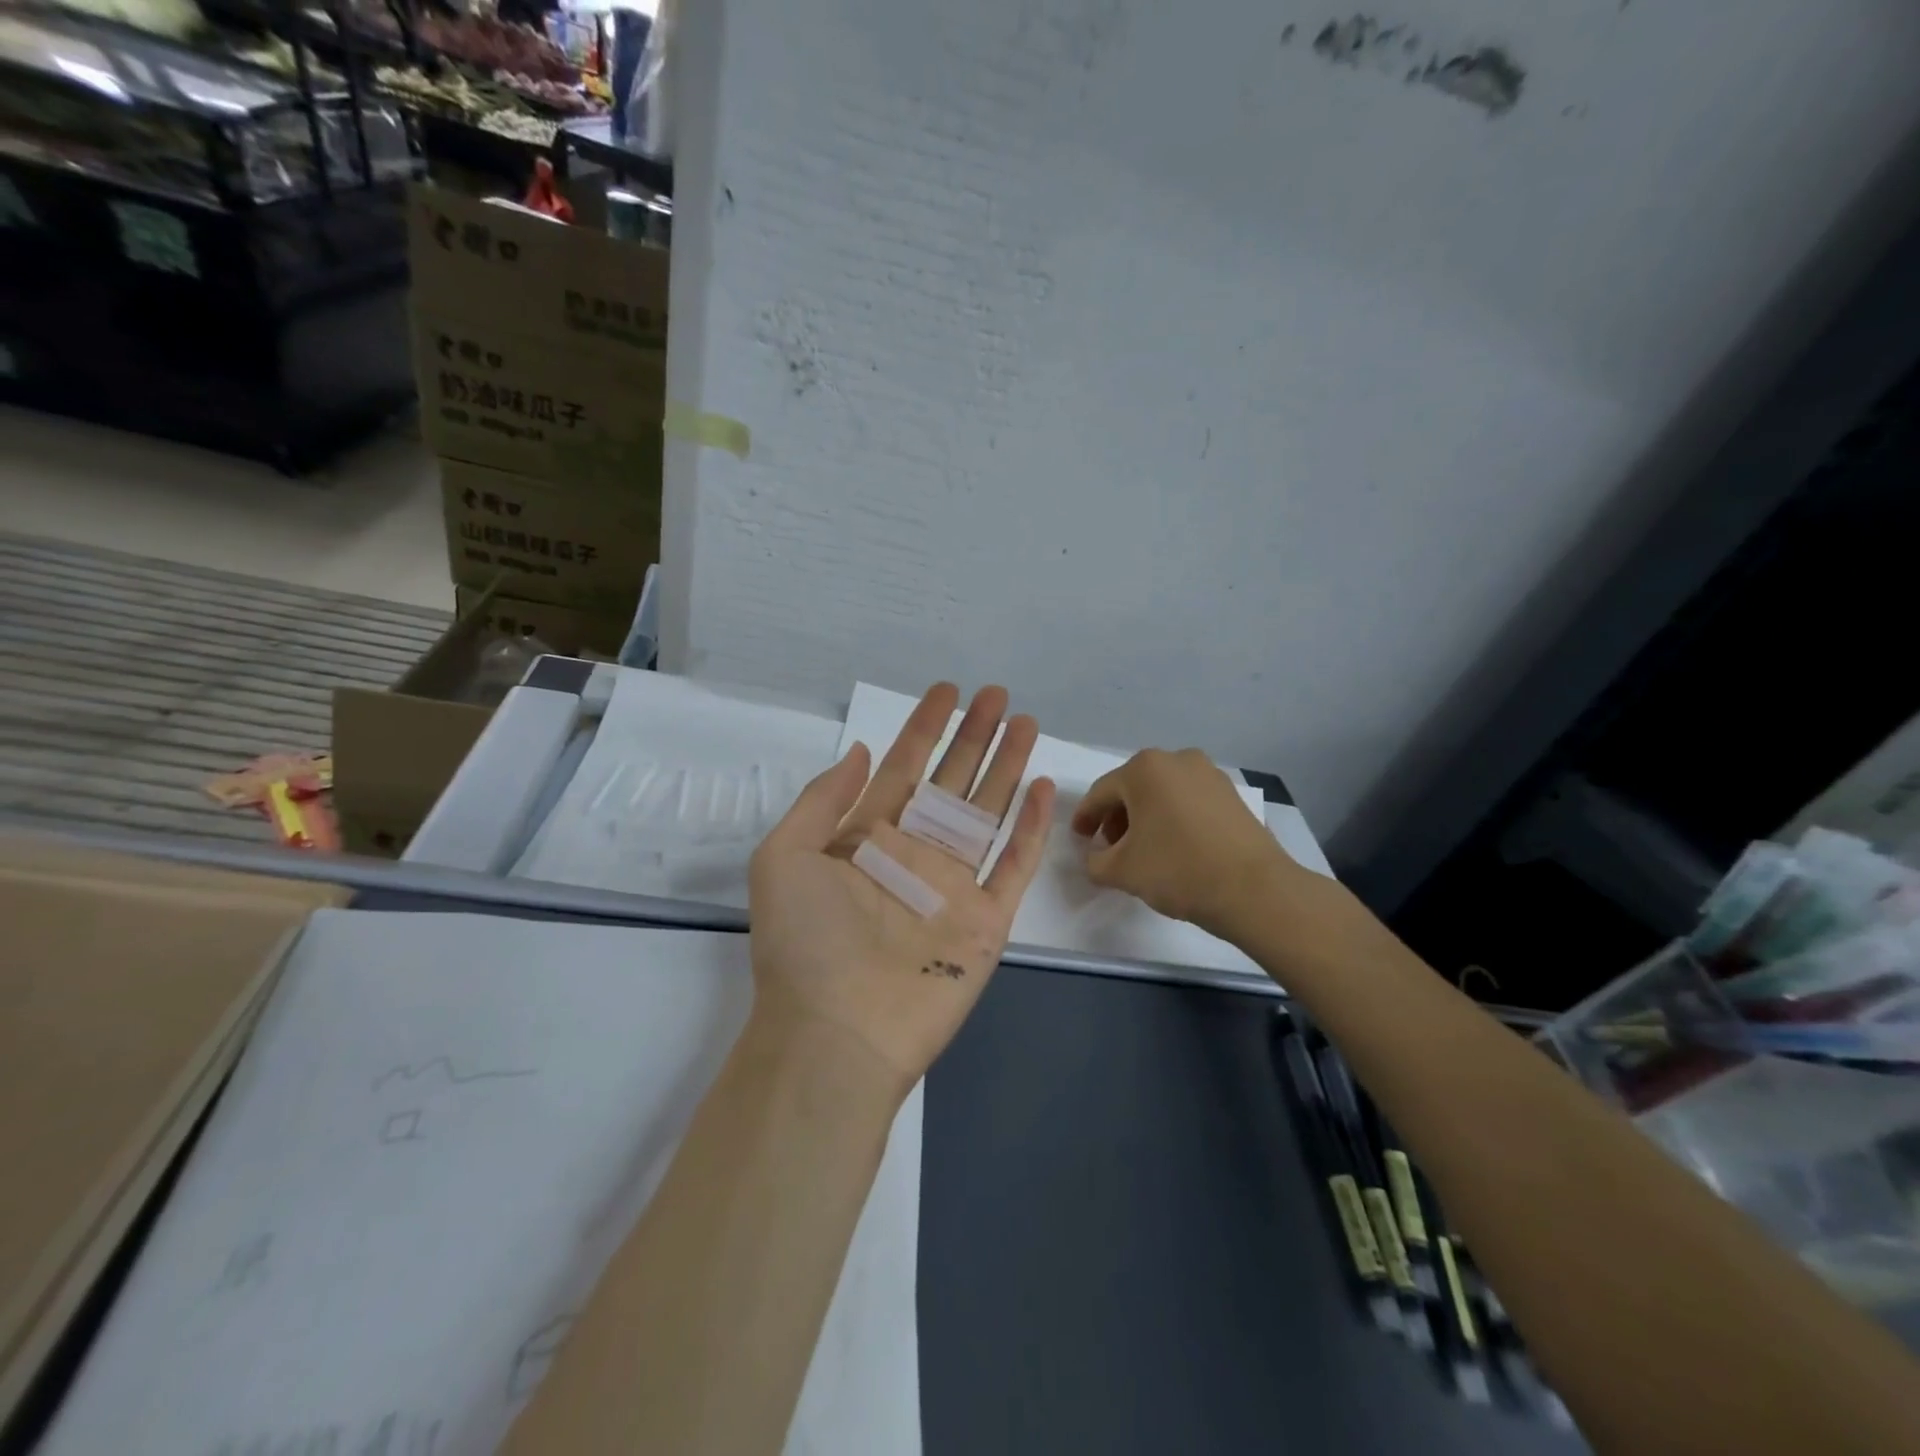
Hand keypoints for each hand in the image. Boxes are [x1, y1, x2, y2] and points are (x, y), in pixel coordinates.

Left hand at [747, 683, 1055, 1093]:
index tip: (947, 692)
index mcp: (868, 837)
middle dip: (974, 737)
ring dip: (1007, 768)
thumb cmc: (804, 943)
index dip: (925, 727)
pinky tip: (1041, 790)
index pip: (903, 767)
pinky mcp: (986, 920)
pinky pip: (1014, 866)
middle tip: (997, 696)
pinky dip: (1030, 829)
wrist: (836, 1033)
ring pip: (987, 813)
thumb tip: (863, 752)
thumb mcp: (785, 856)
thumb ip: (824, 799)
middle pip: (952, 781)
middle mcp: (914, 853)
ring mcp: (953, 886)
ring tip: (1026, 724)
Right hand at [1070, 748, 1292, 937]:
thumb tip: (1097, 856)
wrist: (1254, 889)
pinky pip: (1189, 801)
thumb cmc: (1178, 870)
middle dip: (1117, 817)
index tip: (1079, 839)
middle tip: (1110, 847)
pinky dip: (1174, 818)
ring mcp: (1209, 774)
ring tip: (1143, 849)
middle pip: (1133, 788)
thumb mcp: (1121, 871)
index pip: (1101, 793)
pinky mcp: (1232, 794)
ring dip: (1146, 817)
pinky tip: (1174, 846)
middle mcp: (1177, 759)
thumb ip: (1095, 861)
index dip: (1085, 817)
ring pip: (1163, 793)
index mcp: (1144, 769)